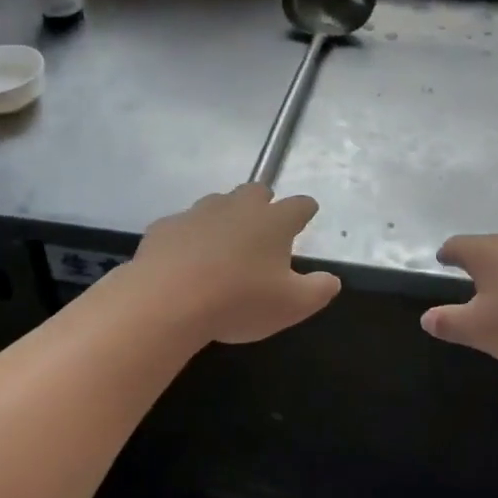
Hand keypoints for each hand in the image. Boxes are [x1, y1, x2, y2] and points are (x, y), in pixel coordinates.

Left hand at [126, 184, 341, 345]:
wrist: (167, 300)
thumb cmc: (239, 301)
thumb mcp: (291, 306)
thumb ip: (318, 290)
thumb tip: (332, 280)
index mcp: (273, 221)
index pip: (299, 205)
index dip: (305, 209)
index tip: (308, 213)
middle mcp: (237, 207)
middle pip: (255, 192)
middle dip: (263, 203)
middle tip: (264, 225)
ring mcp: (198, 213)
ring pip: (217, 204)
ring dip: (225, 217)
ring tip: (224, 245)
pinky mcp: (166, 226)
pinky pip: (183, 226)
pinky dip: (189, 238)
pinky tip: (185, 260)